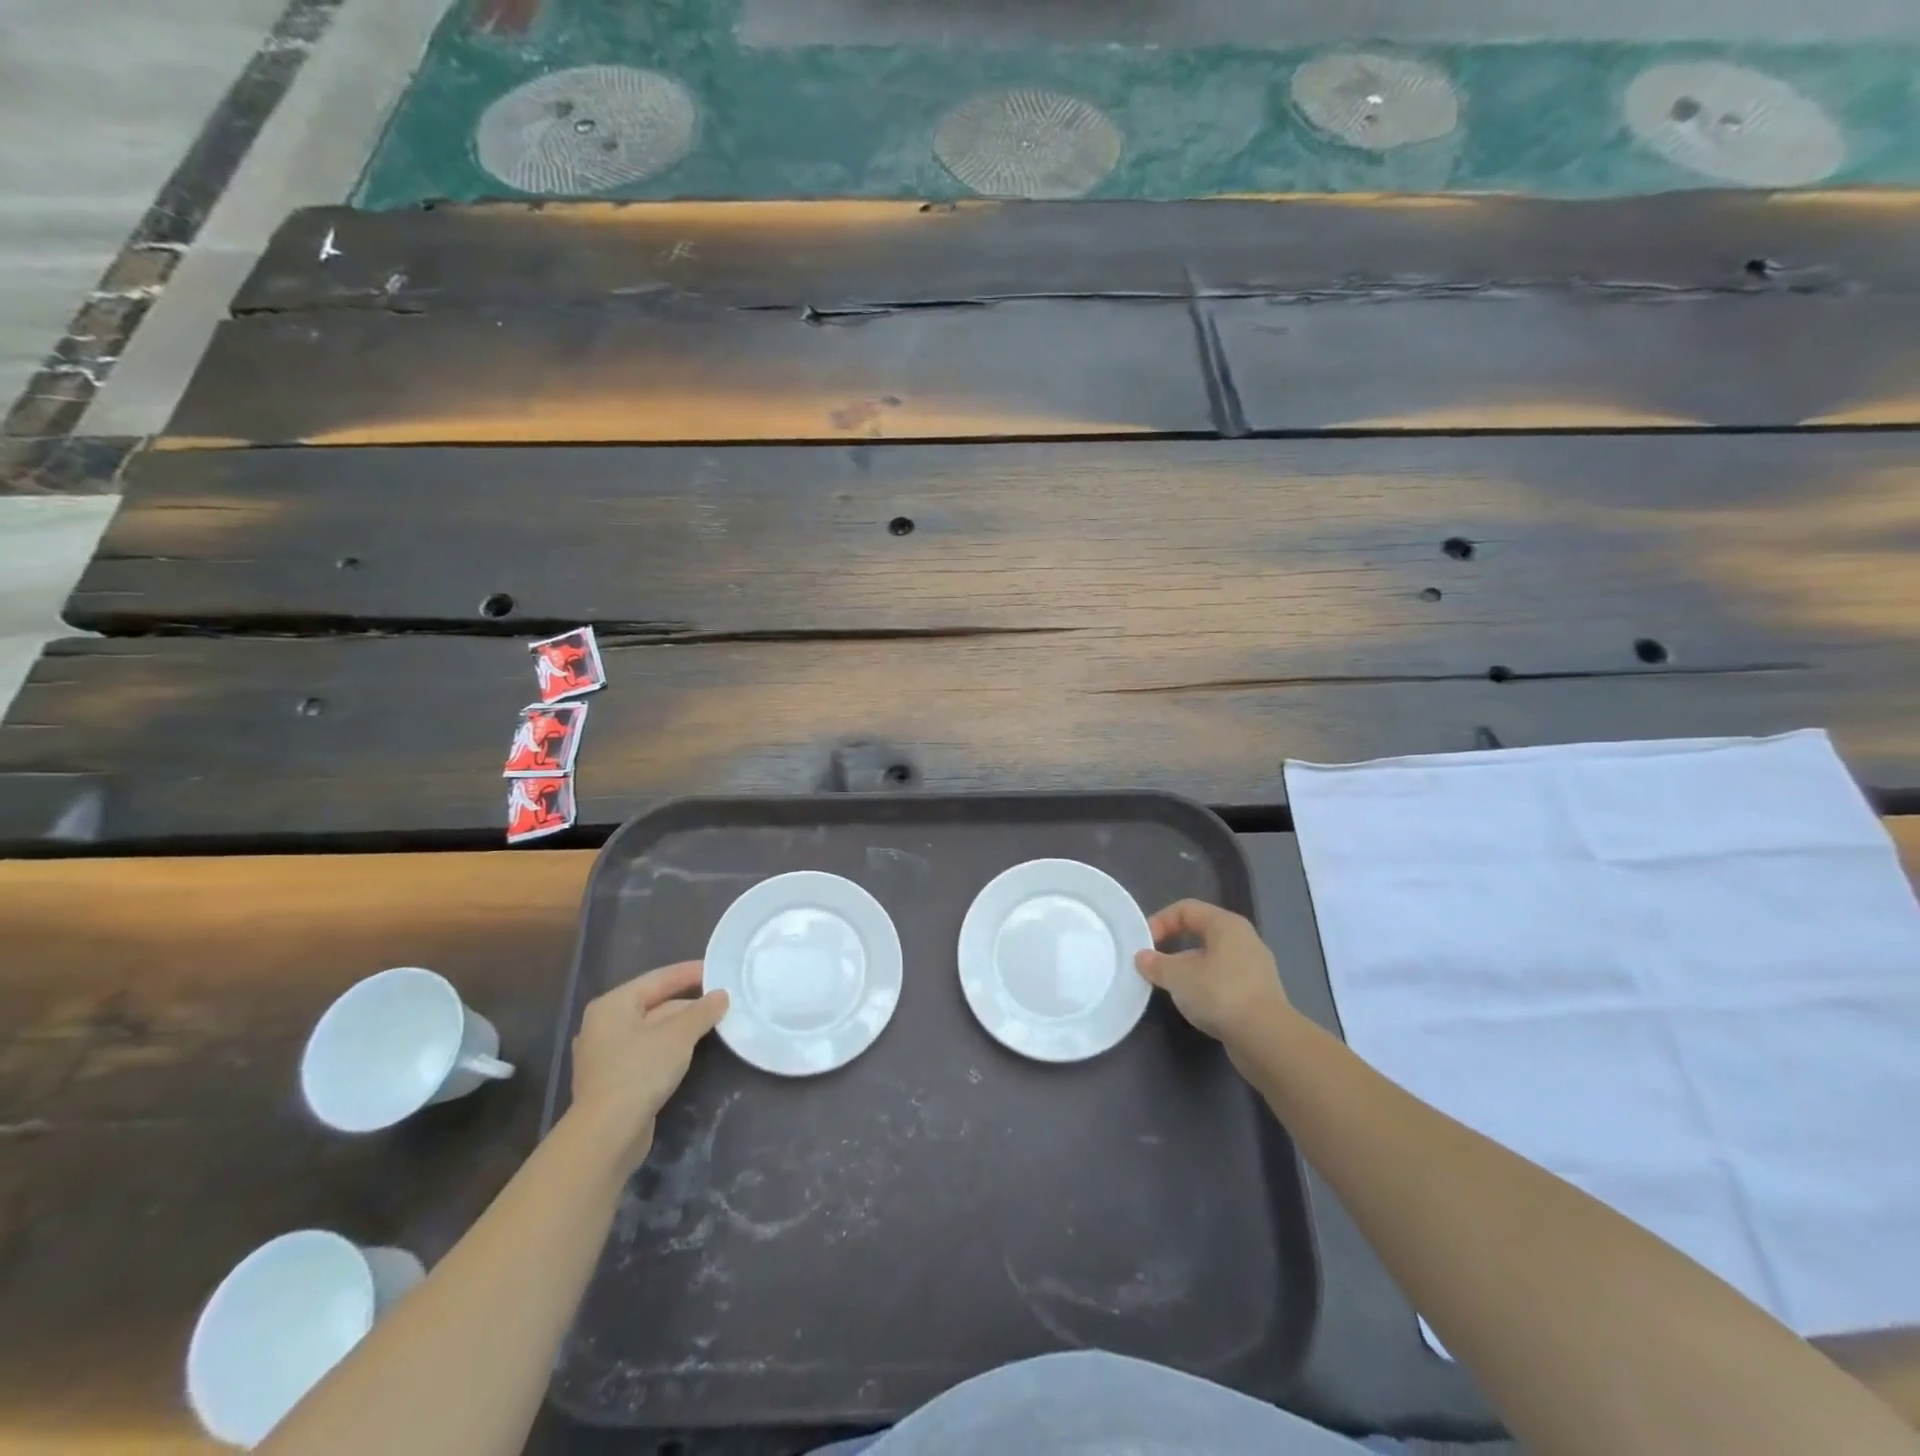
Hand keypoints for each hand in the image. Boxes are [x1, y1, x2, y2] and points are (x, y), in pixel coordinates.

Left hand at [569, 962, 727, 1172]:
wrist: (607, 1134)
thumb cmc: (640, 1071)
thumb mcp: (679, 1035)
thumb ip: (702, 1011)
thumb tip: (721, 995)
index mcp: (614, 1004)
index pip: (659, 978)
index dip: (690, 972)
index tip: (718, 968)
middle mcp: (605, 1023)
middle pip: (655, 1003)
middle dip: (689, 1002)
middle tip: (722, 998)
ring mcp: (607, 1053)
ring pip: (652, 1029)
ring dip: (682, 1025)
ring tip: (714, 1021)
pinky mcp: (614, 1079)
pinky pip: (647, 1050)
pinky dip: (670, 1046)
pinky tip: (691, 1049)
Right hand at [1135, 900, 1291, 1045]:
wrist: (1266, 1038)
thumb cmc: (1219, 993)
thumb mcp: (1178, 977)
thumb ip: (1156, 964)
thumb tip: (1142, 957)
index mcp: (1226, 924)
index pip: (1186, 909)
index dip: (1160, 921)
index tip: (1144, 945)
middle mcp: (1244, 939)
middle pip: (1201, 932)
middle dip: (1173, 946)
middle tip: (1155, 964)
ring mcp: (1255, 967)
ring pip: (1213, 958)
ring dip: (1189, 969)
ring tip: (1172, 987)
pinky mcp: (1259, 994)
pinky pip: (1224, 980)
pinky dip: (1206, 987)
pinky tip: (1195, 1005)